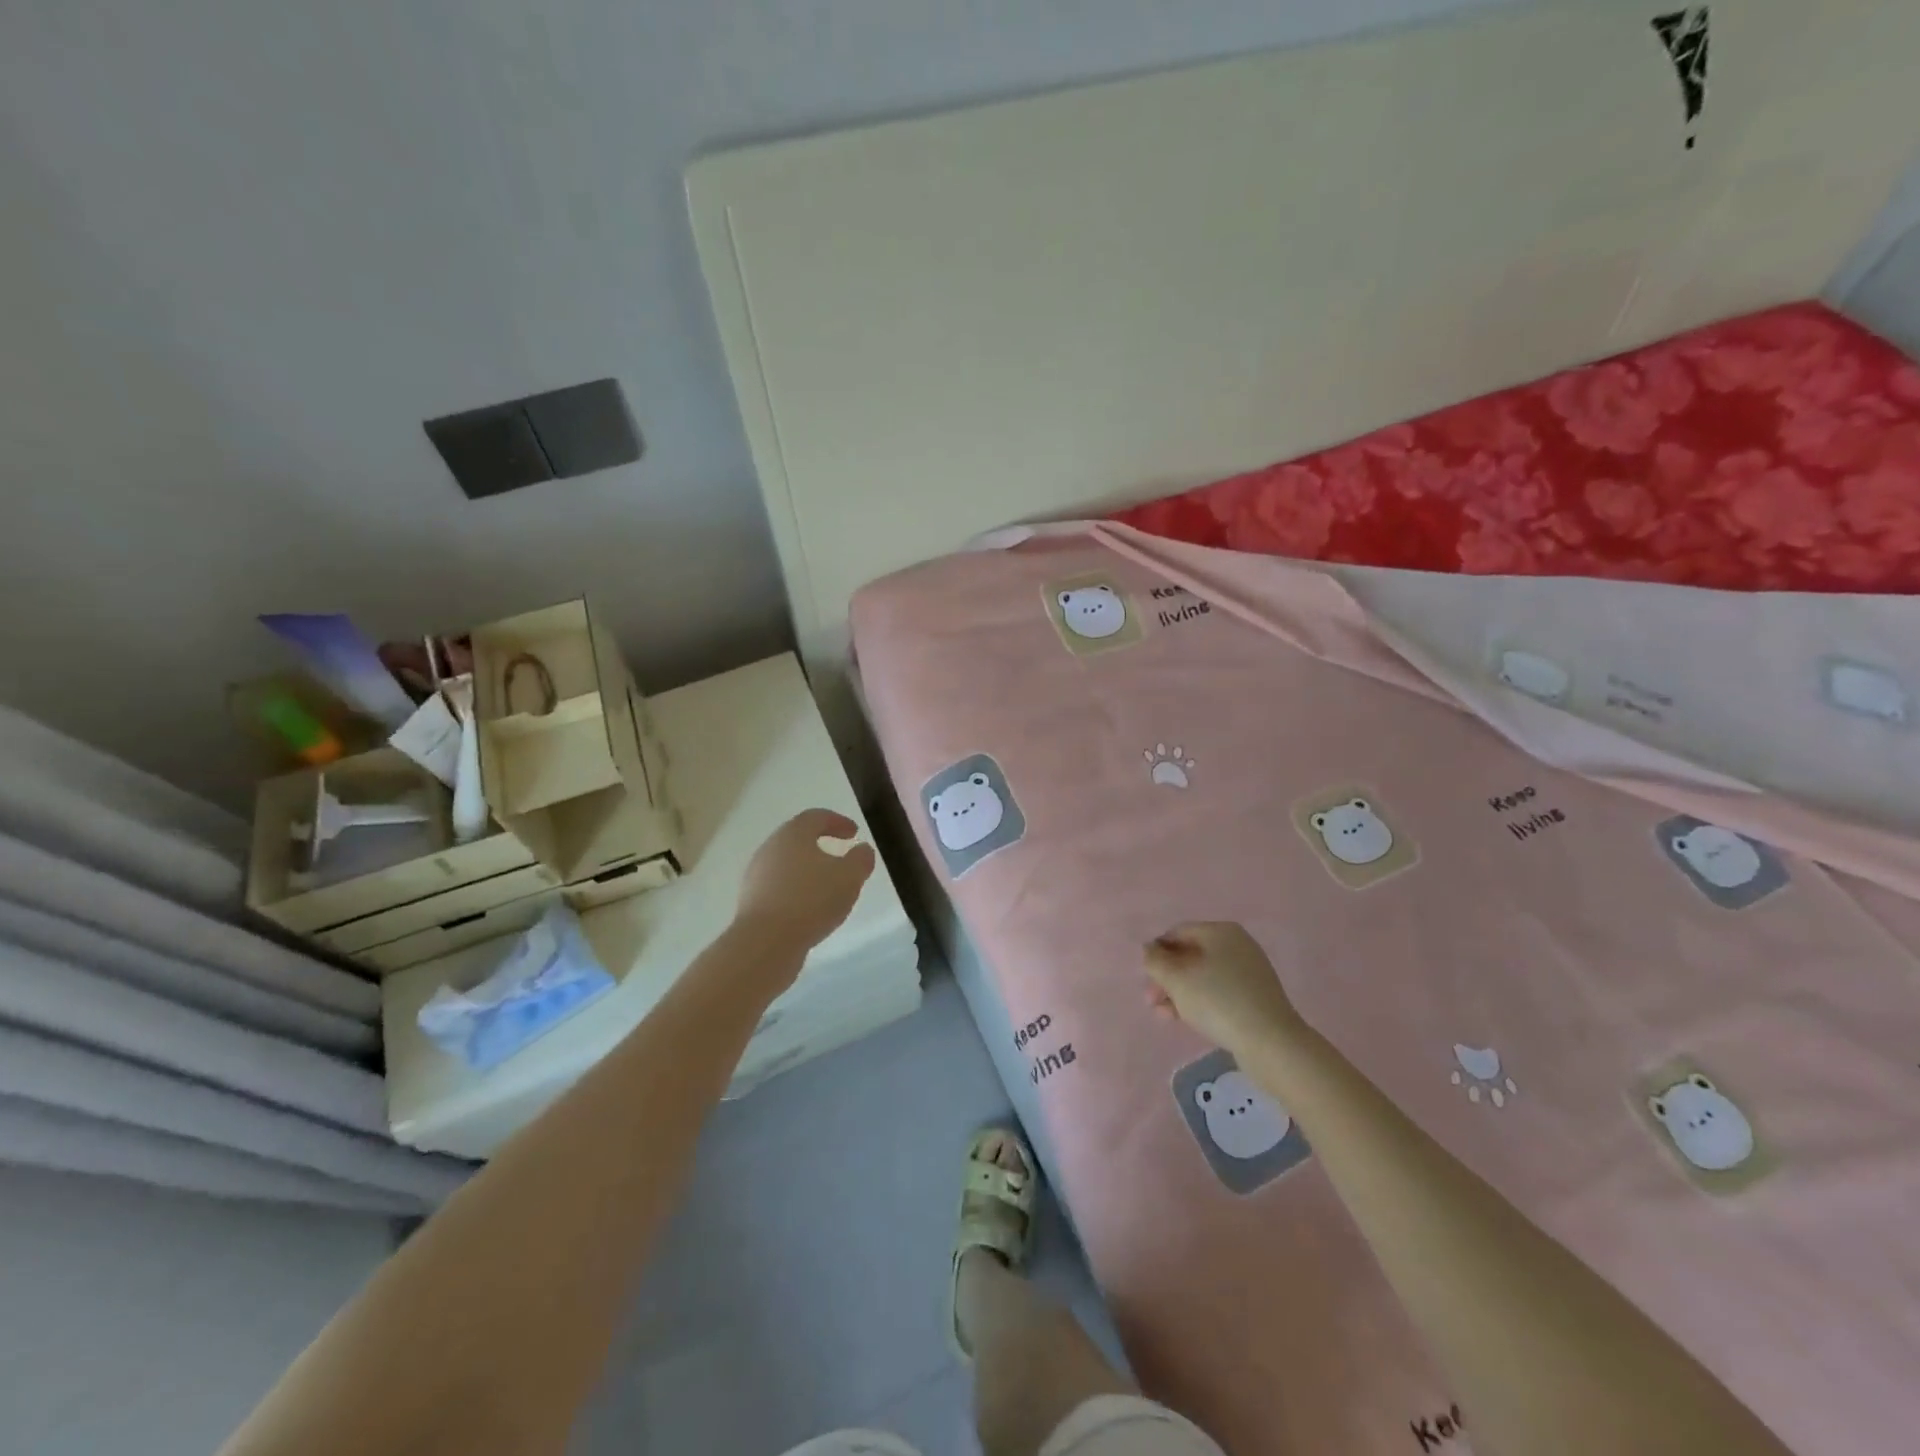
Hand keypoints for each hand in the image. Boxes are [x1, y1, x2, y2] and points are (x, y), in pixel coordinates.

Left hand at [736, 809, 877, 953]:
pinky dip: (796, 889)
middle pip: (797, 838)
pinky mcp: (751, 900)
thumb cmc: (811, 900)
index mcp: (794, 834)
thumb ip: (860, 859)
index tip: (854, 832)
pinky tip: (809, 907)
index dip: (837, 821)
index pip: (816, 817)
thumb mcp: (849, 877)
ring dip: (807, 869)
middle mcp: (771, 848)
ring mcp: (757, 874)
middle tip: (840, 854)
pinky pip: (778, 886)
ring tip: (827, 885)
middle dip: (820, 843)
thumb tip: (862, 849)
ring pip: (787, 863)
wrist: (765, 942)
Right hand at [1144, 922, 1307, 1054]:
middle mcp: (1237, 945)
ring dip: (1180, 993)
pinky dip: (1201, 1002)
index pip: (1177, 933)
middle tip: (1152, 1001)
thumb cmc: (1217, 1001)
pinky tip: (1188, 1020)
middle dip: (1167, 977)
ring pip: (1203, 976)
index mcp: (1220, 931)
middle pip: (1190, 955)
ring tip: (1165, 1015)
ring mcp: (1250, 972)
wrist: (1271, 1043)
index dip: (1156, 953)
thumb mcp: (1176, 979)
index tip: (1145, 978)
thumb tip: (1150, 950)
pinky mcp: (1256, 997)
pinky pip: (1220, 992)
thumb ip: (1155, 960)